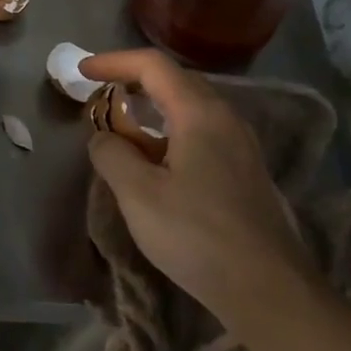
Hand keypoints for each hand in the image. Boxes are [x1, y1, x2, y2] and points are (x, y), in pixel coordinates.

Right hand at [82, 49, 306, 315]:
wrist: (267, 288)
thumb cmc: (197, 236)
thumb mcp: (139, 195)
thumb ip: (112, 156)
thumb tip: (103, 138)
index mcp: (200, 114)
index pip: (154, 66)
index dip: (114, 62)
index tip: (82, 70)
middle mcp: (226, 119)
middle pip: (176, 81)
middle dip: (134, 81)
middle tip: (100, 95)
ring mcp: (241, 146)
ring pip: (190, 110)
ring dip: (152, 110)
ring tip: (122, 129)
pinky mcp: (245, 173)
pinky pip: (202, 134)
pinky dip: (170, 134)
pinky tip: (156, 162)